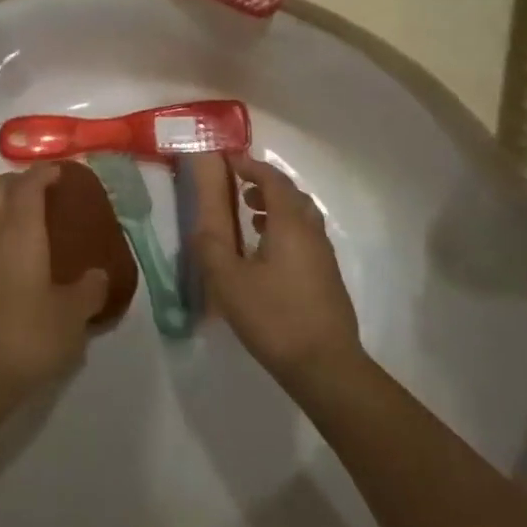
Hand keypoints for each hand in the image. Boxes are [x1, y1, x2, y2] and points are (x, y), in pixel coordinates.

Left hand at [0, 164, 109, 404]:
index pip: (28, 185)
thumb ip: (89, 291)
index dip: (43, 173)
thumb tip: (99, 276)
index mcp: (19, 230)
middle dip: (16, 182)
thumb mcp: (71, 319)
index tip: (58, 172)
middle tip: (37, 191)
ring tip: (12, 215)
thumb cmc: (25, 338)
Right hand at [185, 153, 361, 387]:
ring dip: (276, 207)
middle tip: (239, 188)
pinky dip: (285, 229)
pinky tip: (267, 254)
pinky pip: (305, 236)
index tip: (230, 160)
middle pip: (291, 194)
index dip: (251, 166)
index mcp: (289, 224)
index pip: (272, 180)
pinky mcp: (327, 276)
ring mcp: (323, 255)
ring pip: (301, 216)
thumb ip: (211, 248)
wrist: (325, 366)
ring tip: (250, 217)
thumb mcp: (229, 283)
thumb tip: (200, 227)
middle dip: (265, 184)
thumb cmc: (274, 317)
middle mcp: (311, 231)